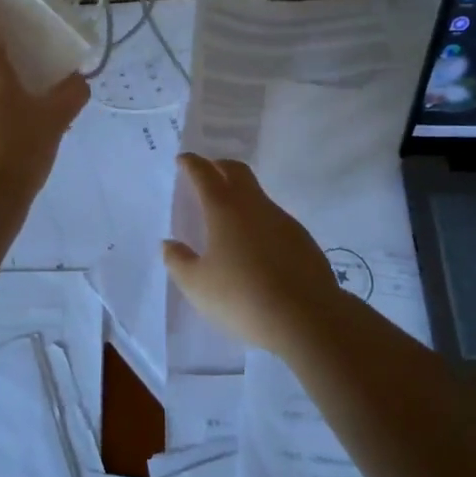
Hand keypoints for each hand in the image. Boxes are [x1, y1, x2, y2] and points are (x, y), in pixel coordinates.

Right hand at [162, 154, 345, 354]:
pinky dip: (258, 220)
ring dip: (240, 194)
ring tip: (228, 216)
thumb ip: (179, 261)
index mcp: (224, 209)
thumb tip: (168, 244)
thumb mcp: (198, 285)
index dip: (192, 164)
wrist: (306, 317)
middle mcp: (254, 205)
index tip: (183, 159)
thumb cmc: (242, 297)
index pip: (205, 174)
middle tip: (207, 172)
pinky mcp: (301, 238)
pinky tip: (255, 245)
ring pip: (257, 194)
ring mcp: (282, 219)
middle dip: (219, 166)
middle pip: (236, 171)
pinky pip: (273, 218)